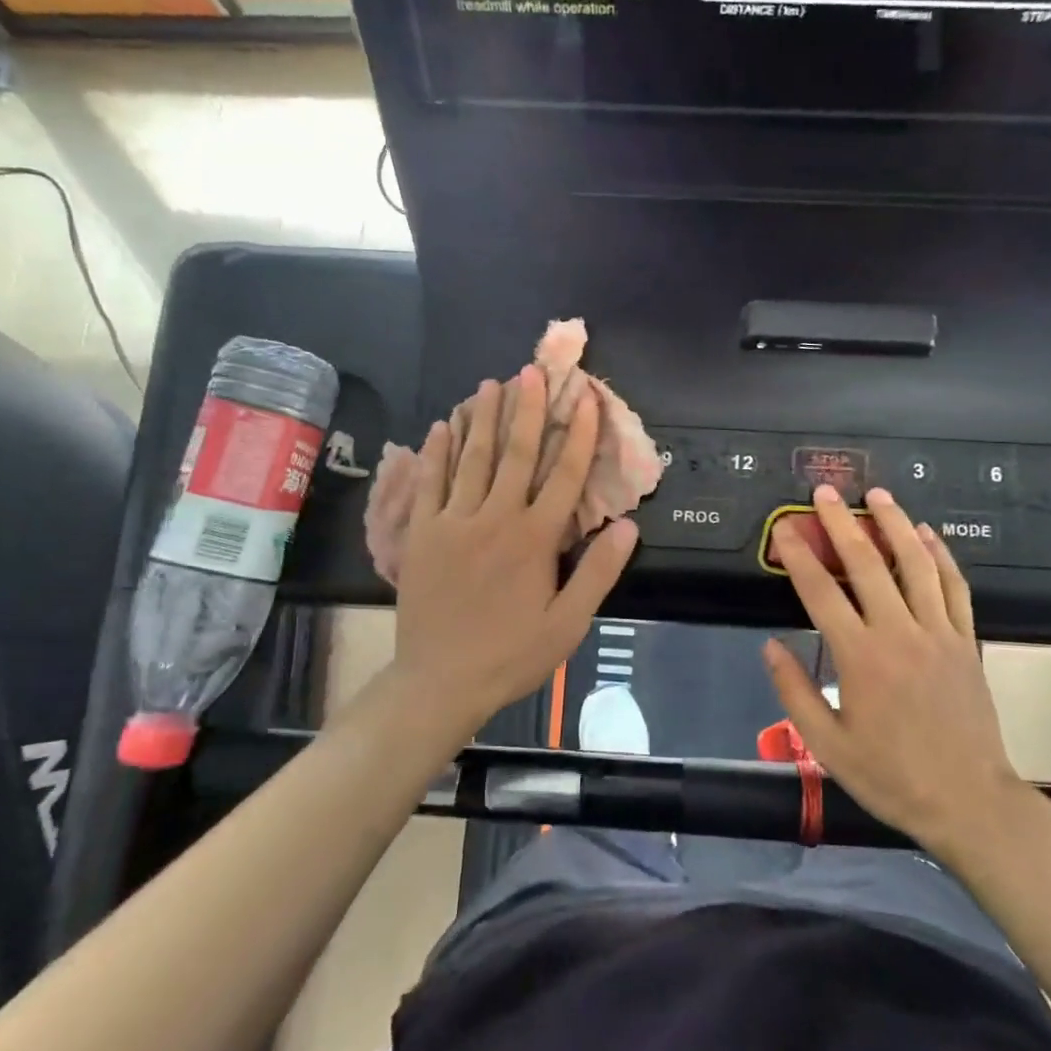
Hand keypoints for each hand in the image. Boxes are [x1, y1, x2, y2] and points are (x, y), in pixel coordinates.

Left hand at [388, 366, 637, 752]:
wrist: (440, 681)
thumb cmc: (512, 654)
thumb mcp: (568, 623)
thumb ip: (598, 572)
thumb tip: (629, 526)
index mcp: (535, 538)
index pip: (565, 475)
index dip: (580, 434)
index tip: (588, 399)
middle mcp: (495, 518)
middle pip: (515, 453)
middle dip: (527, 409)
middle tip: (533, 370)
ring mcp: (453, 522)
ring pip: (471, 459)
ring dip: (482, 418)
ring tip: (490, 384)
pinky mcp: (422, 534)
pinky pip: (429, 483)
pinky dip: (437, 452)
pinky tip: (441, 426)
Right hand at [761, 485, 1017, 846]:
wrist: (969, 801)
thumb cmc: (891, 776)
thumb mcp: (828, 744)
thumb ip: (794, 692)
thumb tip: (769, 646)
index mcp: (860, 657)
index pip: (820, 592)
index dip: (798, 555)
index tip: (784, 528)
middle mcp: (899, 633)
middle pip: (867, 563)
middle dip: (842, 522)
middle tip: (826, 492)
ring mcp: (938, 632)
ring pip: (916, 563)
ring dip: (896, 523)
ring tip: (879, 494)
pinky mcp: (966, 640)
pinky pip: (954, 586)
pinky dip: (941, 555)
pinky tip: (929, 534)